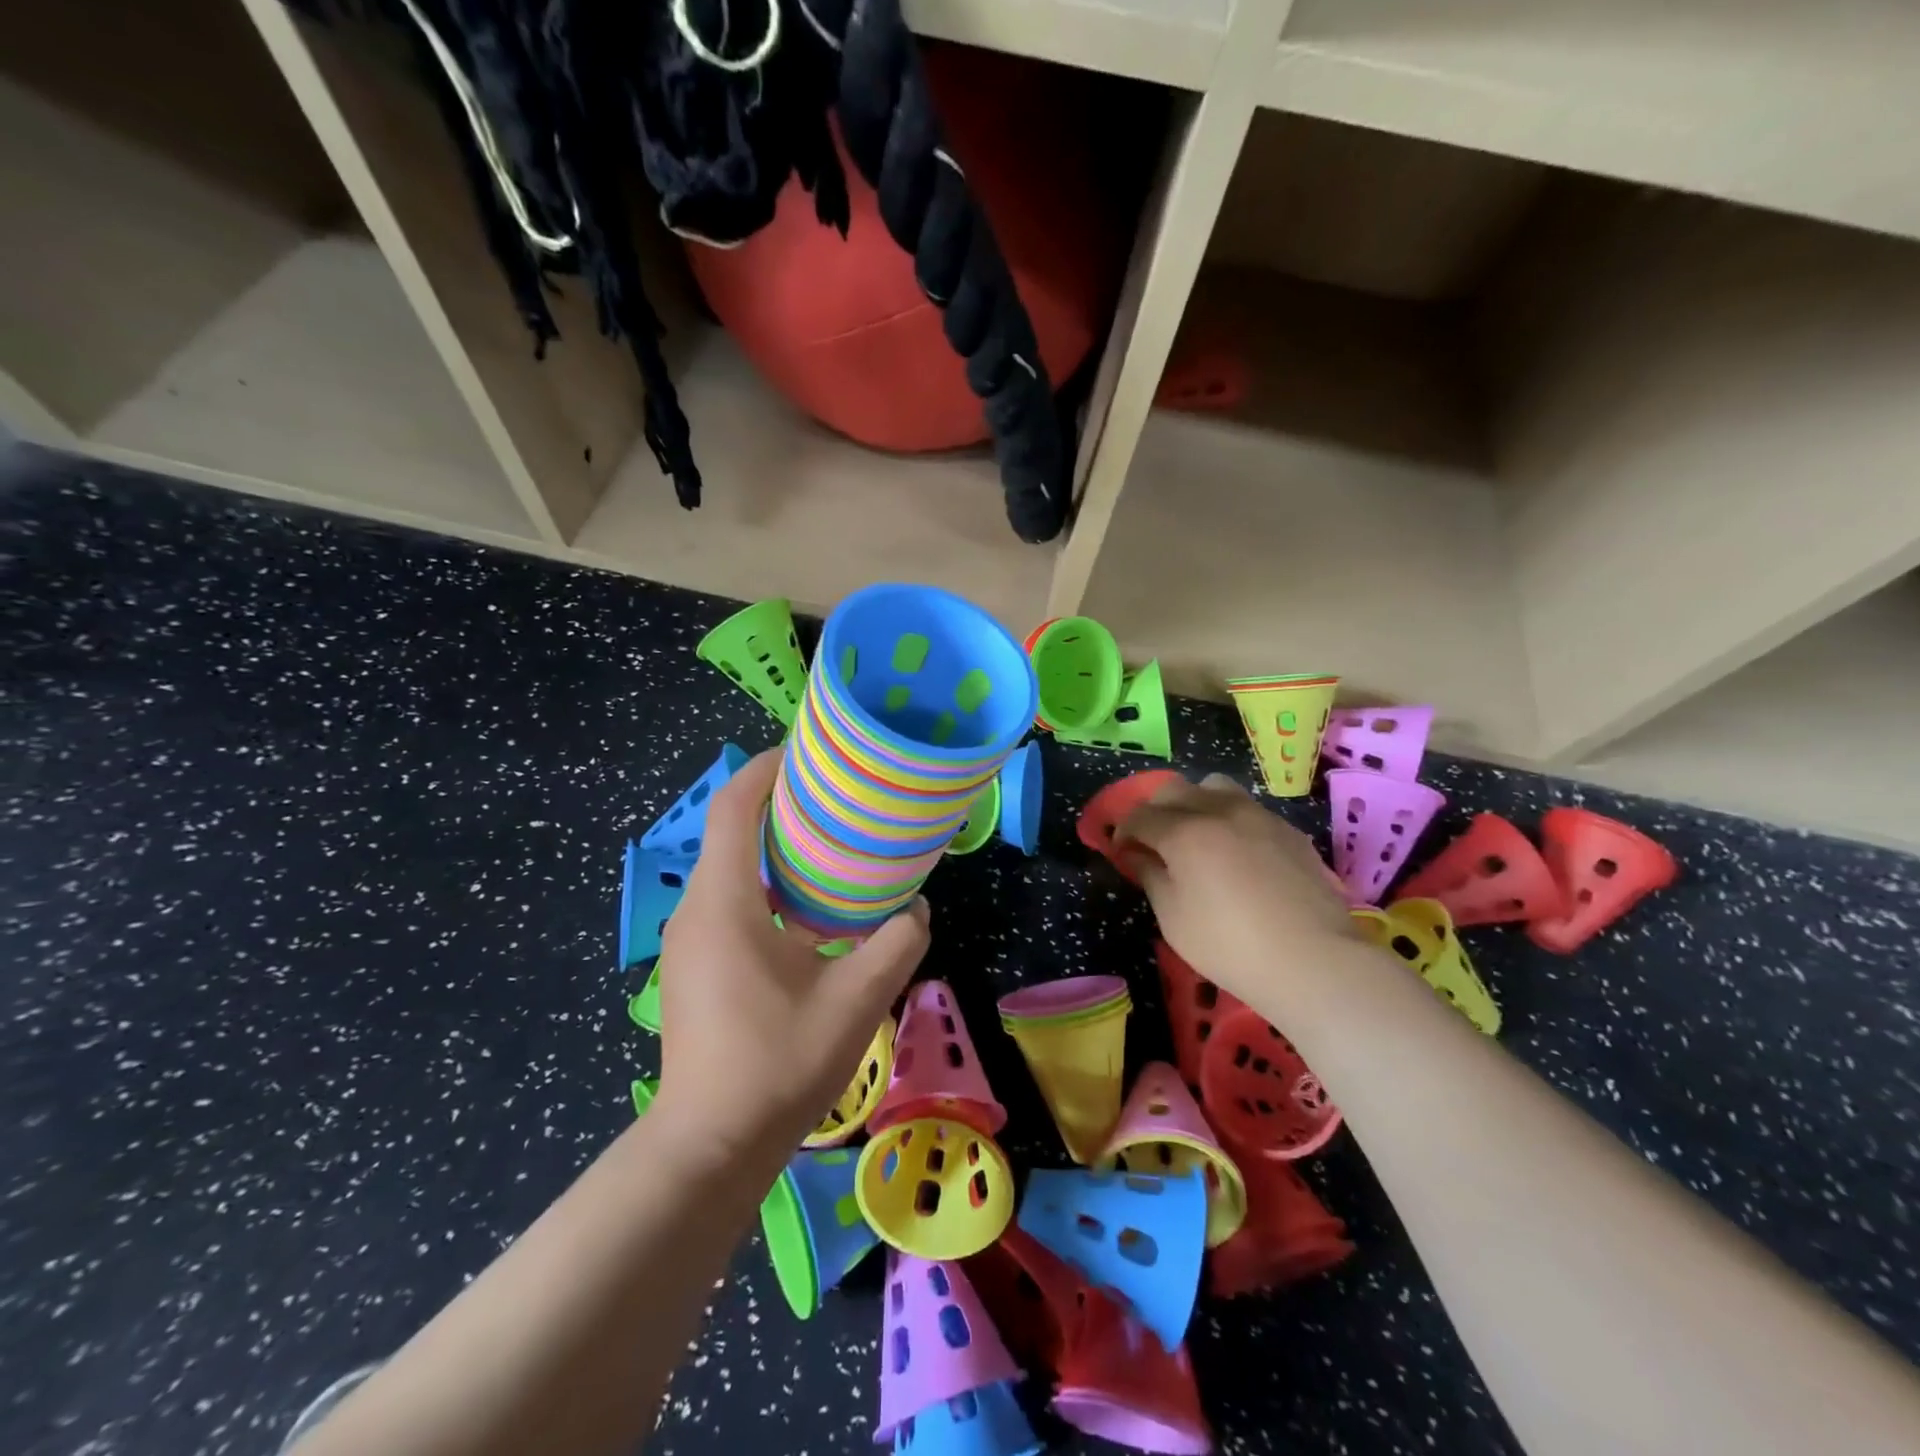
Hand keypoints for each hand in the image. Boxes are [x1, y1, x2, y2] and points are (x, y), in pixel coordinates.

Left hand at [654, 750, 929, 1161]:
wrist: (710, 1147)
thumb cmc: (777, 1063)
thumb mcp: (855, 999)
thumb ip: (896, 943)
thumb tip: (917, 908)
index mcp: (725, 902)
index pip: (734, 807)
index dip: (767, 769)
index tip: (807, 751)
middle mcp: (697, 909)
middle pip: (732, 831)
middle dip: (780, 804)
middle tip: (838, 796)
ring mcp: (689, 941)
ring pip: (730, 868)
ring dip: (775, 848)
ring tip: (834, 845)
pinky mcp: (695, 966)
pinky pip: (729, 901)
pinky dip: (767, 884)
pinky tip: (812, 910)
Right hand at [1115, 772, 1359, 1008]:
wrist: (1314, 959)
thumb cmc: (1230, 945)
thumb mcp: (1173, 918)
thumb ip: (1151, 876)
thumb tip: (1137, 855)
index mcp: (1183, 832)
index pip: (1139, 815)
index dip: (1123, 831)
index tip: (1121, 851)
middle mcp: (1218, 811)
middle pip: (1174, 790)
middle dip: (1155, 810)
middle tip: (1153, 841)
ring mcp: (1258, 816)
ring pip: (1215, 788)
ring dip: (1195, 803)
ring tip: (1197, 835)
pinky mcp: (1288, 830)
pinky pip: (1249, 809)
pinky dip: (1230, 819)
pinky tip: (1237, 853)